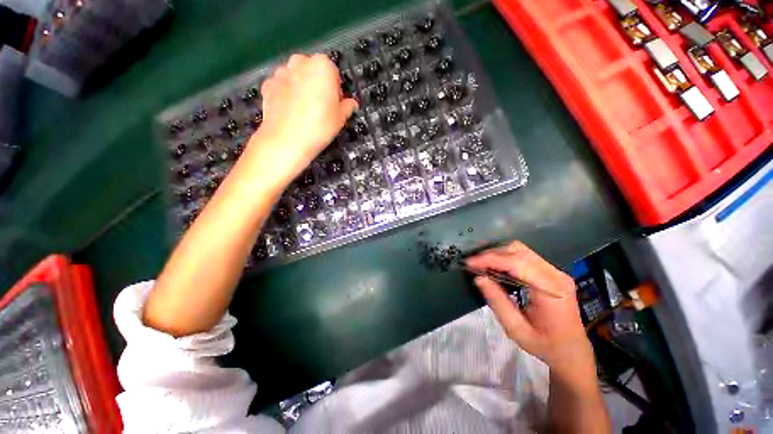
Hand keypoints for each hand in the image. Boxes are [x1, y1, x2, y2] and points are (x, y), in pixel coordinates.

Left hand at [249, 53, 357, 183]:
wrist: (287, 139)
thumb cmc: (320, 126)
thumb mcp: (341, 118)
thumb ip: (347, 106)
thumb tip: (351, 103)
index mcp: (322, 66)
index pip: (333, 72)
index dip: (336, 88)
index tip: (335, 103)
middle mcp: (300, 62)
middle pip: (312, 70)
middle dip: (317, 84)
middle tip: (321, 106)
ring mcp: (280, 72)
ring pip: (295, 77)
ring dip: (300, 88)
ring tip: (304, 111)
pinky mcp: (267, 85)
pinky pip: (281, 86)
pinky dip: (285, 95)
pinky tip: (290, 112)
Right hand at [466, 241, 593, 376]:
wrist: (572, 352)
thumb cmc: (545, 346)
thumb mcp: (517, 330)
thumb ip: (497, 302)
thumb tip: (479, 278)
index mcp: (551, 290)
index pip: (516, 263)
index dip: (490, 259)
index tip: (469, 263)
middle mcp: (556, 275)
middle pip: (518, 250)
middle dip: (492, 254)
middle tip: (474, 265)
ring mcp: (555, 271)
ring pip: (520, 250)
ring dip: (498, 254)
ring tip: (482, 266)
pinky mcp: (551, 272)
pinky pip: (524, 256)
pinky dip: (506, 258)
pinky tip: (496, 268)